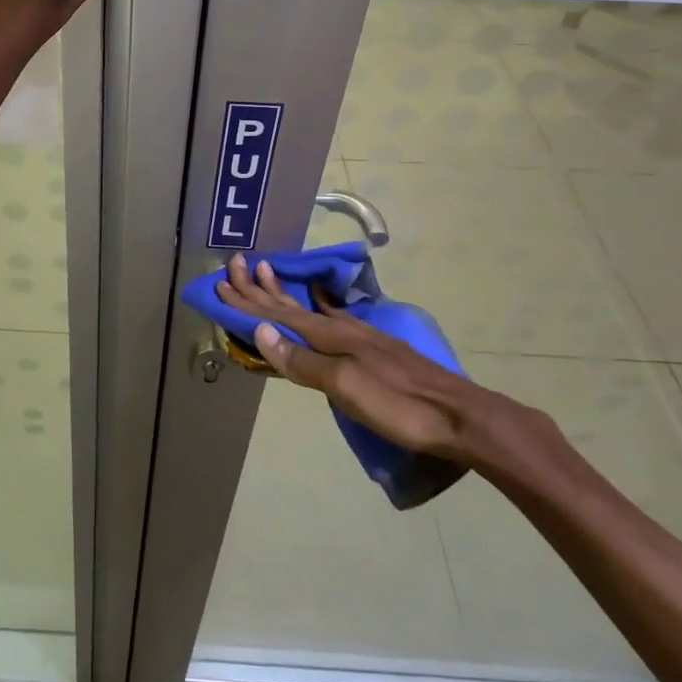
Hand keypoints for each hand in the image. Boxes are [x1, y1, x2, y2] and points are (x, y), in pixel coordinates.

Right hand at [214, 253, 567, 475]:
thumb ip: (304, 361)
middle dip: (261, 288)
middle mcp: (342, 329)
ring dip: (285, 294)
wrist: (461, 417)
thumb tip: (261, 331)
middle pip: (292, 305)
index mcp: (332, 338)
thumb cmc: (400, 406)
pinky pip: (333, 318)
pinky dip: (316, 308)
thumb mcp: (347, 388)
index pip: (279, 316)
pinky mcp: (375, 349)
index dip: (248, 302)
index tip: (221, 283)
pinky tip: (323, 306)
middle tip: (236, 264)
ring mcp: (361, 337)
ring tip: (268, 272)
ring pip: (311, 309)